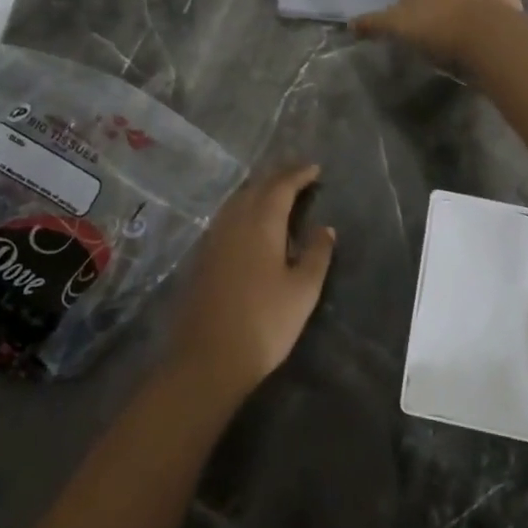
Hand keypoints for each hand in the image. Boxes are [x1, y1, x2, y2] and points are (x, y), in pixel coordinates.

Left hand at [169, 165, 334, 401]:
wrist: (207, 359)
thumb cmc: (264, 323)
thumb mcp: (303, 291)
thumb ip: (316, 254)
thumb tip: (325, 228)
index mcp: (261, 223)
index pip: (281, 186)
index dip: (299, 174)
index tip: (315, 168)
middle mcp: (234, 221)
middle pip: (257, 187)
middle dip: (279, 177)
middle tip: (298, 174)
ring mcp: (213, 238)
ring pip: (238, 200)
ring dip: (259, 189)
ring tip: (276, 191)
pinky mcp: (202, 256)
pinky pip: (226, 216)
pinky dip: (244, 207)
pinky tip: (249, 220)